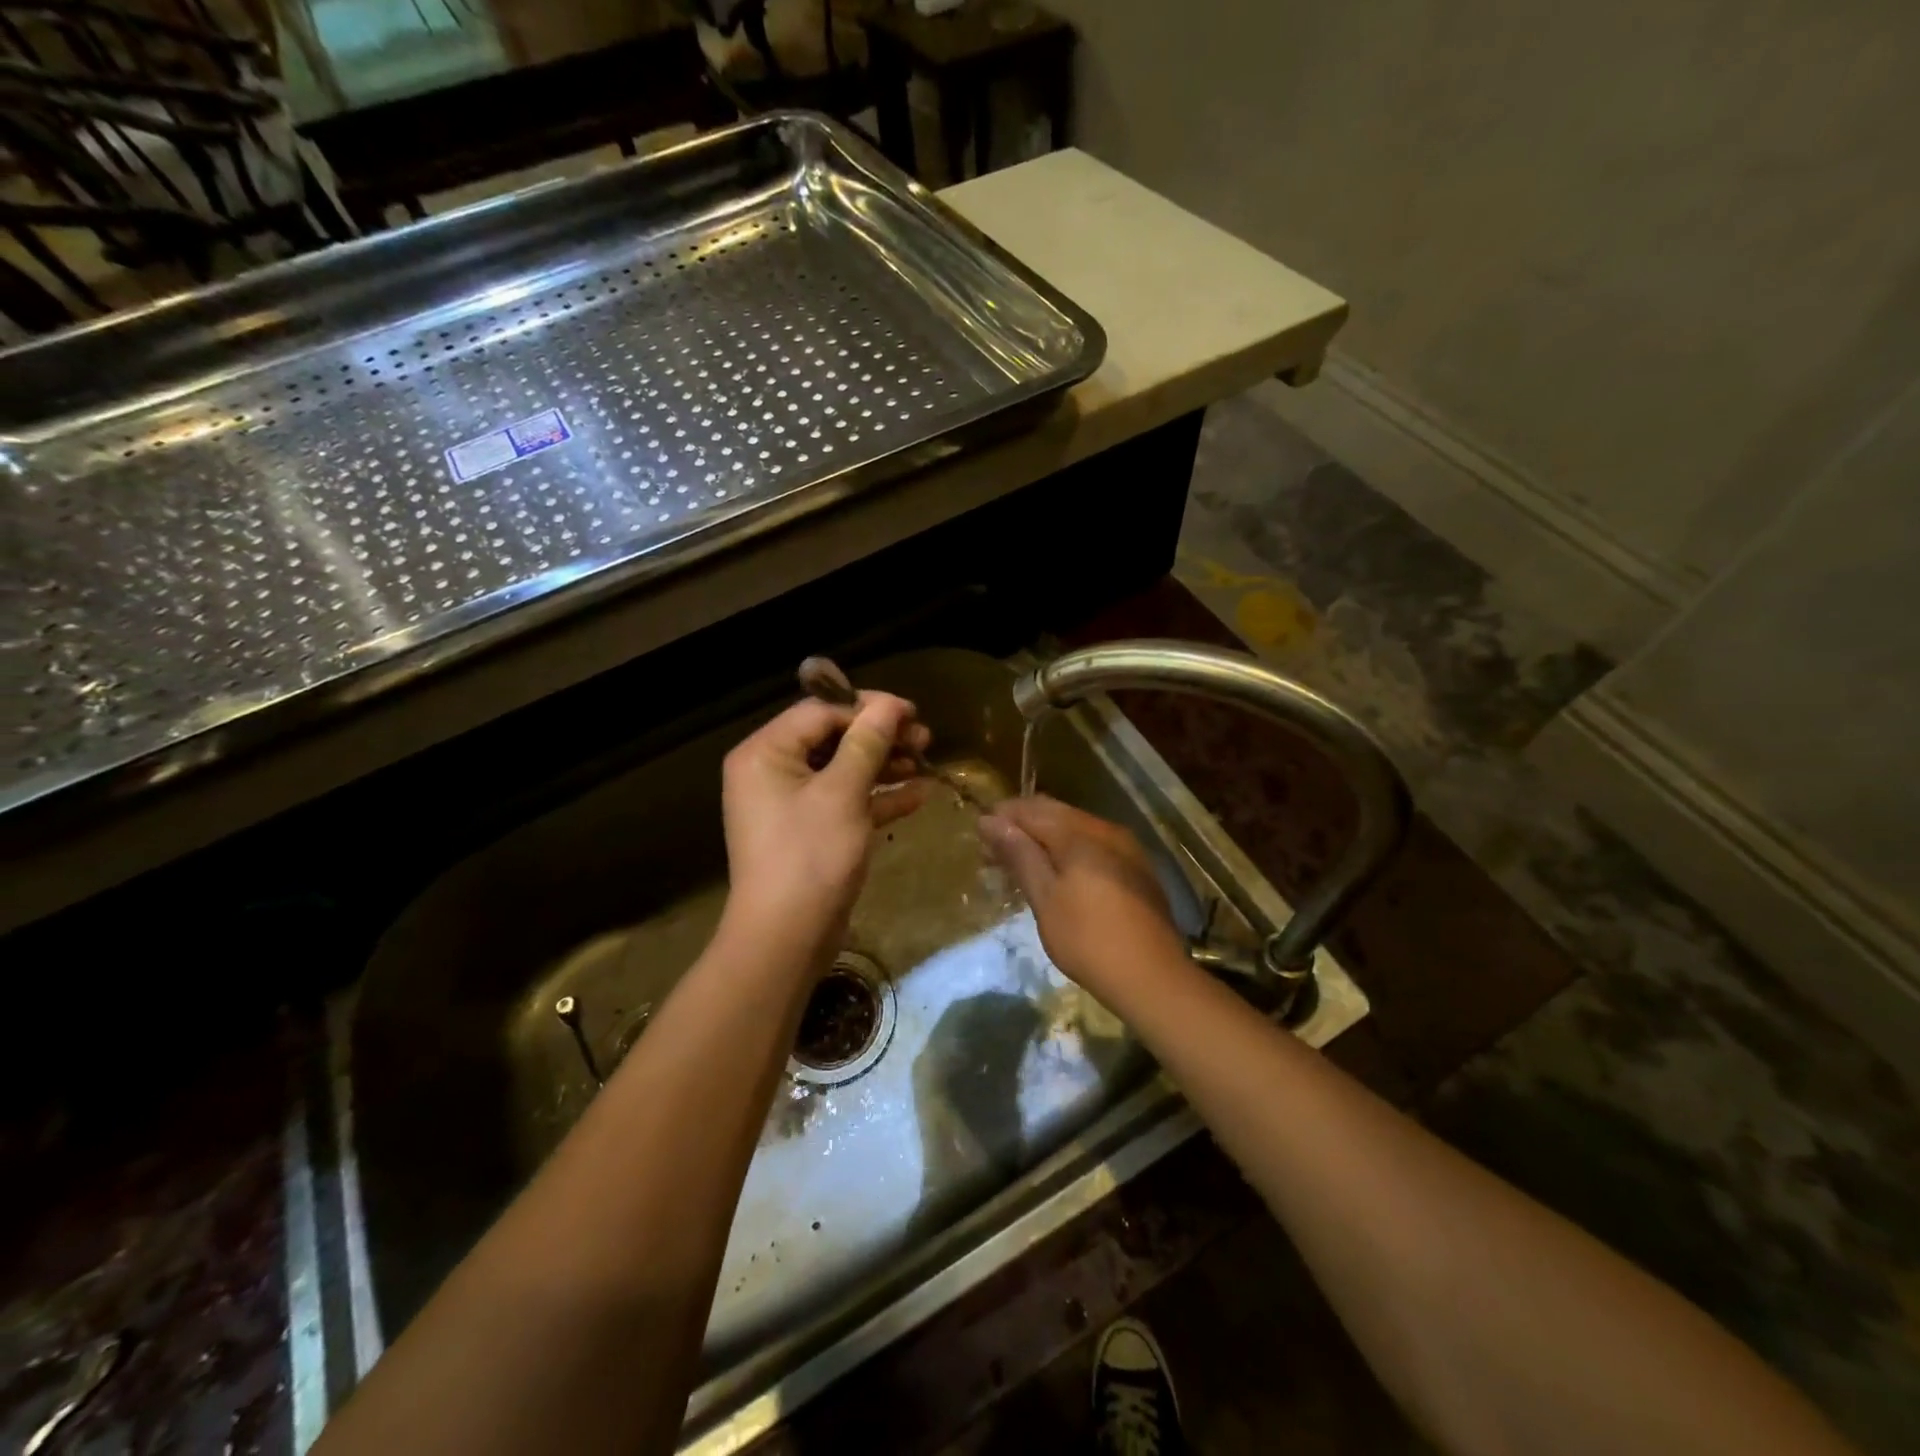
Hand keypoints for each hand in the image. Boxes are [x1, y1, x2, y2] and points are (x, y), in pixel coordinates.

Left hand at [721, 692, 931, 949]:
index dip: (868, 708)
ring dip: (884, 764)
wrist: (786, 938)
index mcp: (765, 753)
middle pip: (833, 739)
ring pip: (843, 770)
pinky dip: (878, 797)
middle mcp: (772, 772)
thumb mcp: (842, 793)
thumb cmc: (810, 856)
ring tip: (927, 761)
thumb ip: (866, 743)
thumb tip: (889, 704)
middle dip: (880, 737)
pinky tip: (919, 795)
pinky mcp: (810, 831)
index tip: (912, 712)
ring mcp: (790, 804)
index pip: (820, 712)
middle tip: (924, 738)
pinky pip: (845, 801)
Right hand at [977, 795, 1186, 992]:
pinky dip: (1070, 850)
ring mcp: (1126, 848)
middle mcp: (1105, 830)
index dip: (1002, 817)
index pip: (1031, 809)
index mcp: (1080, 834)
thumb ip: (1019, 854)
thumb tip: (990, 820)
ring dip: (1046, 837)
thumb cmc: (1088, 939)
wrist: (1153, 977)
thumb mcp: (1045, 898)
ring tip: (1023, 863)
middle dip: (1023, 825)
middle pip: (1055, 813)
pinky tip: (1060, 874)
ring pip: (1076, 828)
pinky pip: (1094, 844)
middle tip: (995, 851)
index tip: (979, 836)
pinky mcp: (1137, 869)